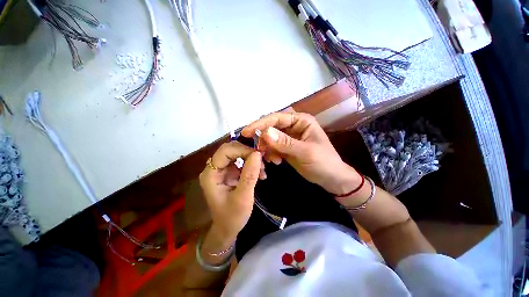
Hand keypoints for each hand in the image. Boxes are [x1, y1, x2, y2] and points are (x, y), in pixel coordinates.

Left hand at [199, 142, 263, 241]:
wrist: (228, 229)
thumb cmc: (232, 216)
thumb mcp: (243, 197)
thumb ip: (250, 175)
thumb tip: (258, 154)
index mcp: (211, 174)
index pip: (225, 151)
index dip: (242, 150)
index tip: (259, 156)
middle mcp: (214, 168)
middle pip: (231, 150)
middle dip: (248, 153)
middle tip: (262, 162)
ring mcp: (222, 170)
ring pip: (237, 154)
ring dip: (251, 159)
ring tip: (263, 171)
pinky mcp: (229, 173)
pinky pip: (241, 161)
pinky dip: (252, 165)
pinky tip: (260, 174)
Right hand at [242, 112, 360, 194]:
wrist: (330, 178)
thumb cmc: (324, 162)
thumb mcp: (305, 152)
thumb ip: (285, 143)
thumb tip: (264, 133)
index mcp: (301, 120)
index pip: (277, 118)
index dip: (260, 124)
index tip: (246, 132)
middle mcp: (293, 126)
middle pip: (271, 127)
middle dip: (262, 138)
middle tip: (257, 149)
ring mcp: (289, 137)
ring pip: (270, 138)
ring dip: (267, 148)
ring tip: (271, 159)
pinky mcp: (286, 147)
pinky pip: (273, 147)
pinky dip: (270, 153)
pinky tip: (276, 161)